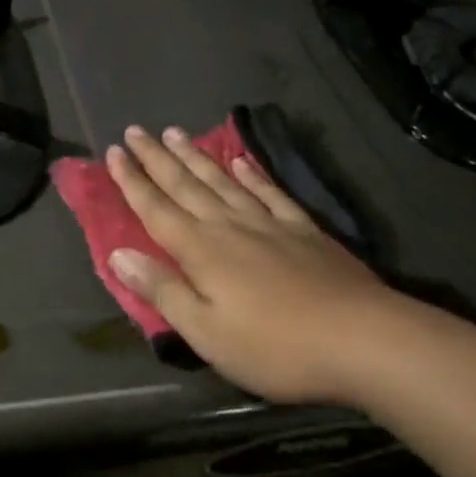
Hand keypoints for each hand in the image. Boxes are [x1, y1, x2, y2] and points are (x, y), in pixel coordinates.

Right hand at [105, 125, 403, 404]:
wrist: (362, 339)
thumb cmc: (275, 347)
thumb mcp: (207, 332)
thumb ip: (162, 290)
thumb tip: (118, 253)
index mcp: (200, 250)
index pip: (155, 208)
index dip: (132, 181)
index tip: (113, 152)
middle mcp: (228, 226)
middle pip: (185, 185)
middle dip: (156, 158)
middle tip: (135, 130)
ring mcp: (268, 223)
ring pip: (222, 181)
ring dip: (195, 156)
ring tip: (175, 132)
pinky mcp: (303, 230)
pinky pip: (269, 193)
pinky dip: (252, 174)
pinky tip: (242, 160)